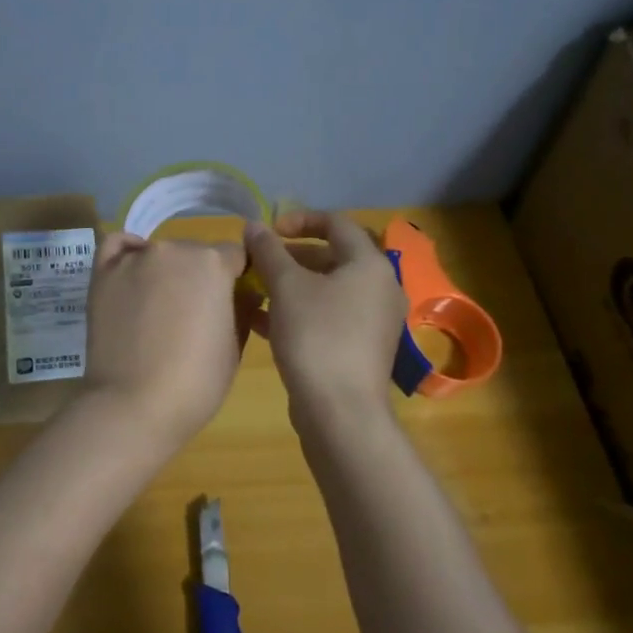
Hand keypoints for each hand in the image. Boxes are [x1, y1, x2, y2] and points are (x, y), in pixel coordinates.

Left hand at [80, 231, 249, 451]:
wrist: (133, 404)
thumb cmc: (195, 381)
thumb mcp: (234, 347)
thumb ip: (243, 308)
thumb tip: (246, 292)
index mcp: (213, 263)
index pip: (234, 256)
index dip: (236, 279)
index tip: (232, 302)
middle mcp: (174, 249)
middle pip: (195, 253)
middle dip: (199, 276)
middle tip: (192, 314)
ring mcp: (135, 258)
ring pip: (159, 253)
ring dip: (165, 271)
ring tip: (157, 308)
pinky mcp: (103, 273)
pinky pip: (118, 247)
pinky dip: (128, 254)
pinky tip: (132, 276)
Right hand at [244, 210, 406, 420]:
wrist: (340, 412)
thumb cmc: (316, 336)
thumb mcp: (286, 286)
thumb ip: (268, 251)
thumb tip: (254, 226)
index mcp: (370, 265)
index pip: (337, 223)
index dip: (300, 219)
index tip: (269, 231)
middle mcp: (379, 289)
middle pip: (332, 257)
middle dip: (290, 256)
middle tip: (258, 263)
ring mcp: (372, 322)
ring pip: (327, 290)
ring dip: (290, 285)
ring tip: (255, 290)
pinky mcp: (360, 349)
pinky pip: (327, 317)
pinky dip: (298, 312)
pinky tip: (261, 322)